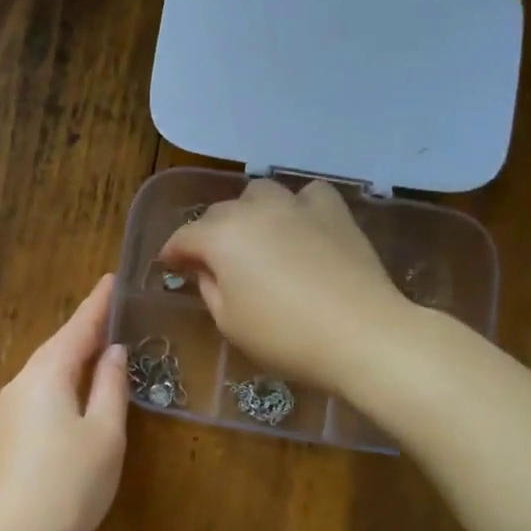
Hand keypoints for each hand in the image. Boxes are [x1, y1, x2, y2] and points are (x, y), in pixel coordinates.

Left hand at [0, 275, 128, 530]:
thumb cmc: (68, 484)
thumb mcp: (104, 434)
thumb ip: (110, 387)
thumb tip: (112, 353)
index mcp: (47, 373)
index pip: (78, 327)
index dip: (98, 304)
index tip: (112, 279)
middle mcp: (22, 383)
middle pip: (58, 346)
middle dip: (86, 329)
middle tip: (113, 312)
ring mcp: (9, 410)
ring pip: (48, 372)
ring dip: (74, 357)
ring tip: (101, 347)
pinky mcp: (7, 436)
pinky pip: (40, 394)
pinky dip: (63, 383)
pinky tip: (77, 393)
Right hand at [158, 179, 404, 393]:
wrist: (361, 334)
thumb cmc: (285, 336)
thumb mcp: (230, 322)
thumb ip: (209, 288)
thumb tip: (205, 269)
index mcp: (221, 237)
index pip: (184, 237)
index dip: (172, 252)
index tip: (169, 266)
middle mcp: (254, 210)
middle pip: (219, 212)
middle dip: (208, 234)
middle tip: (210, 262)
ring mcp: (297, 206)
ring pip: (260, 194)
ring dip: (249, 213)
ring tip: (255, 238)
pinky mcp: (334, 212)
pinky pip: (307, 195)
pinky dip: (296, 207)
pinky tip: (300, 227)